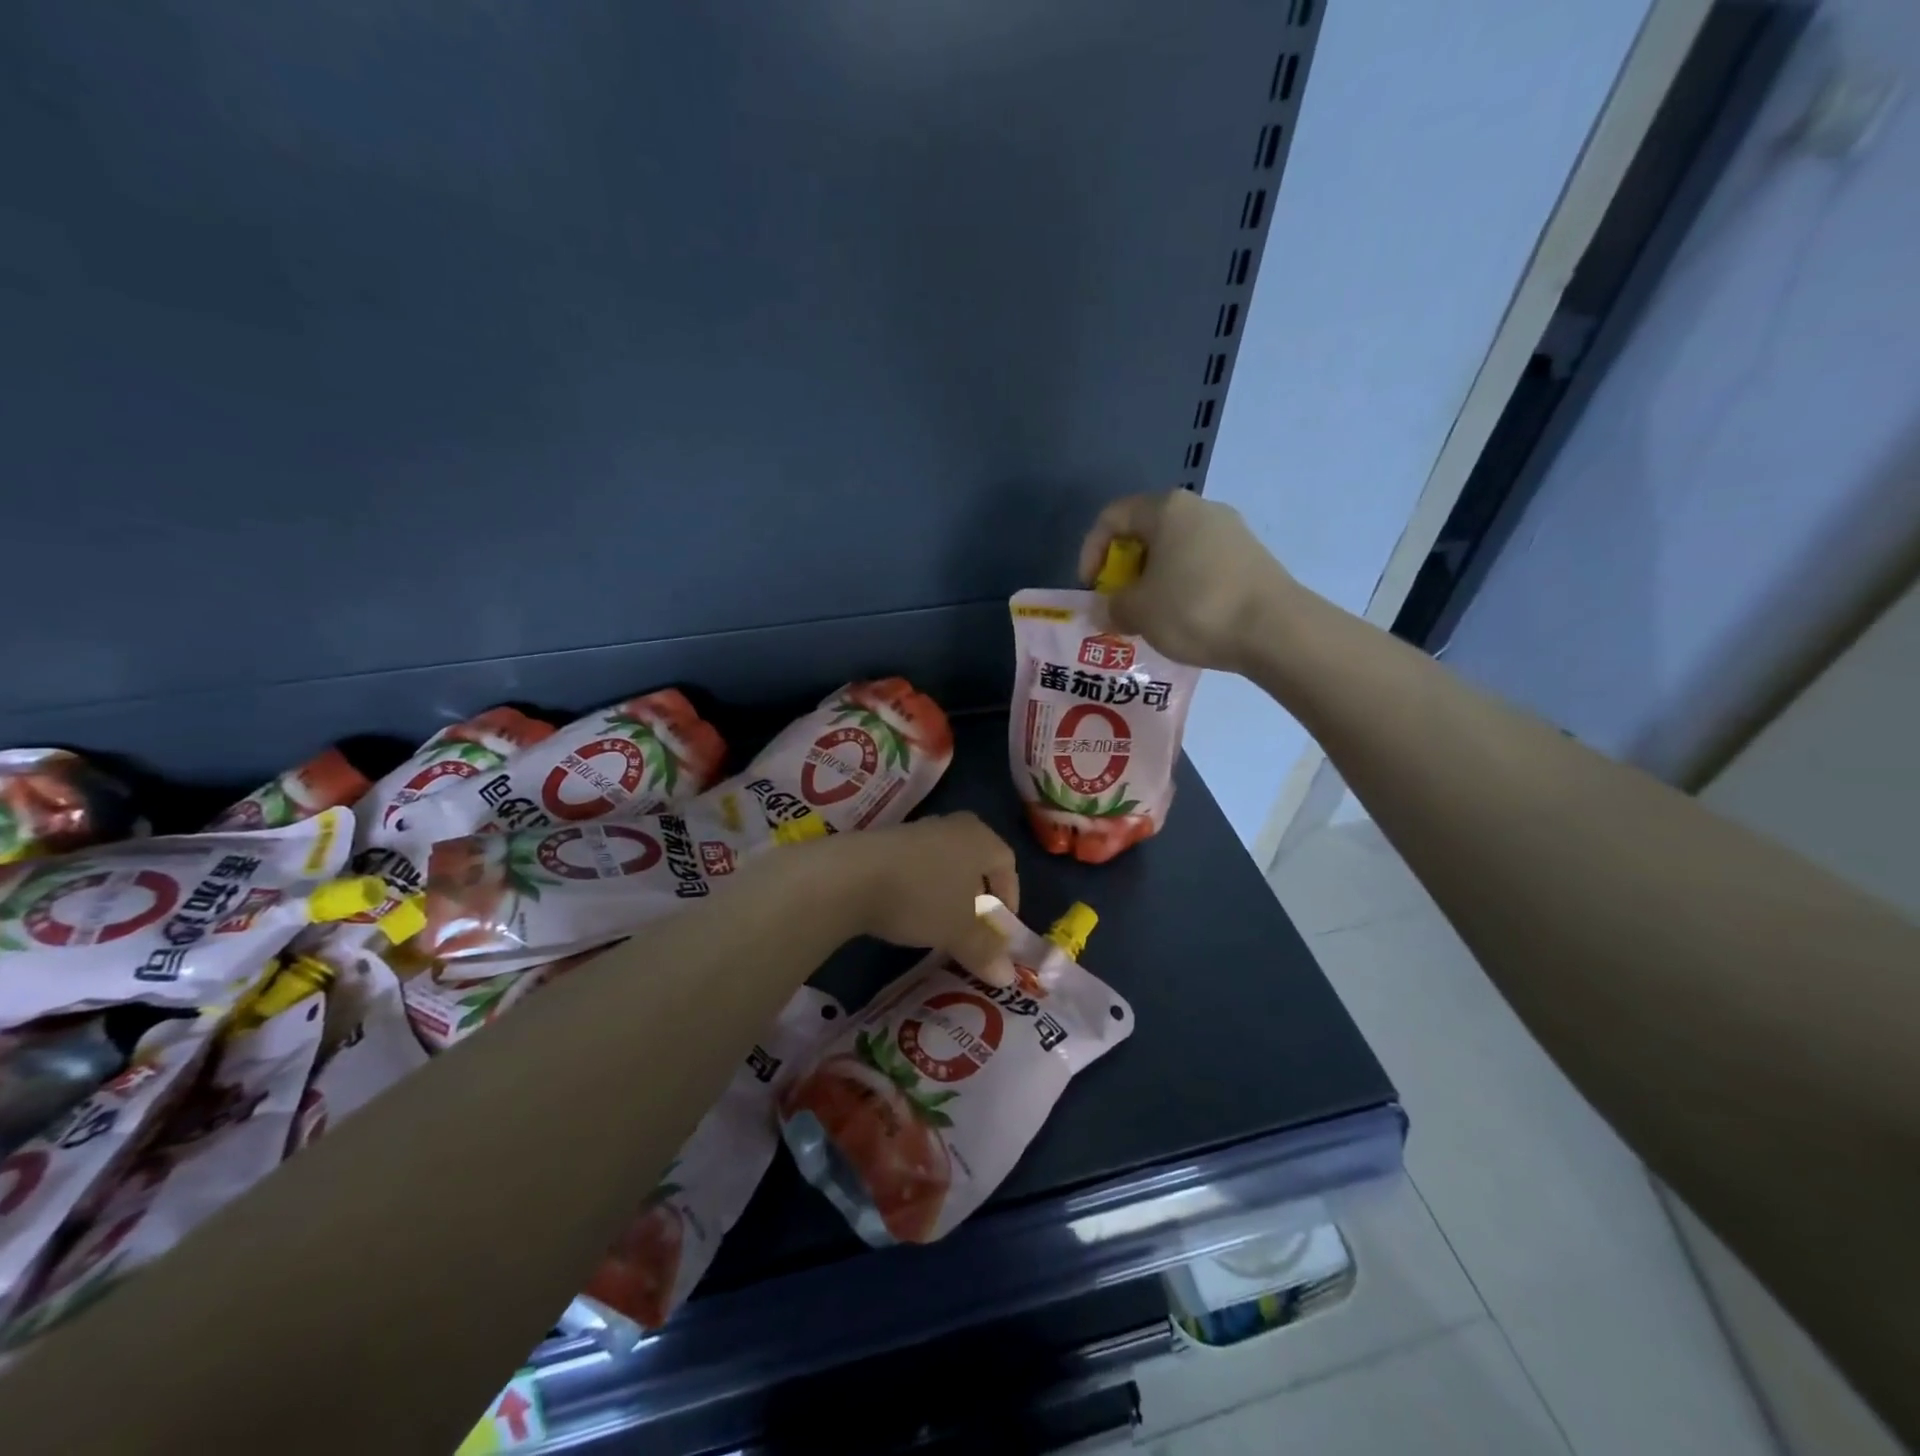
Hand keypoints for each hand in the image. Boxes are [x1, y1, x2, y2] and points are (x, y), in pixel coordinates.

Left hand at [823, 813, 1020, 985]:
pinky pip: (916, 867)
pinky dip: (920, 889)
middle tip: (974, 928)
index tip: (1001, 929)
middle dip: (978, 897)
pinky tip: (908, 913)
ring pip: (944, 864)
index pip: (1008, 863)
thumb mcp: (959, 931)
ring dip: (947, 894)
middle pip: (975, 862)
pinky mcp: (886, 842)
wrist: (853, 875)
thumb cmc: (923, 896)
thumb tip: (1007, 977)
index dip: (1010, 897)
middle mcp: (952, 826)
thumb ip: (985, 951)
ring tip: (940, 925)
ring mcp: (917, 830)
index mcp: (980, 838)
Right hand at [1077, 490, 1299, 673]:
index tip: (1092, 588)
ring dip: (1153, 581)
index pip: (1113, 517)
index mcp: (1167, 509)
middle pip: (1146, 532)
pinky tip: (1184, 619)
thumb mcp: (1138, 612)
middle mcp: (1200, 509)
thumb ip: (1111, 607)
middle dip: (1124, 569)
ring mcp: (1230, 531)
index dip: (1091, 552)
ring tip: (1149, 616)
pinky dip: (1182, 587)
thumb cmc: (1195, 609)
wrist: (1276, 630)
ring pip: (1174, 551)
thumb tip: (1104, 610)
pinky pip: (1200, 565)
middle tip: (1119, 604)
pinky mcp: (1250, 557)